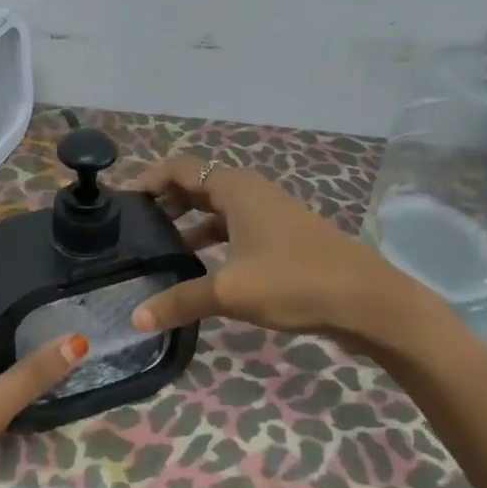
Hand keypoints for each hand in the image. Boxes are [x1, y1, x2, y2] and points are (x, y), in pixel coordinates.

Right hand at [127, 155, 422, 345]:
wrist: (365, 300)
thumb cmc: (294, 281)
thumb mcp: (230, 291)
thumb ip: (179, 301)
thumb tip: (135, 319)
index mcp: (235, 188)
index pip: (180, 168)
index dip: (148, 181)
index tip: (120, 205)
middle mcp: (250, 193)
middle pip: (196, 187)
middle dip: (163, 204)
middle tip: (130, 230)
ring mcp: (268, 216)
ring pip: (215, 212)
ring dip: (186, 226)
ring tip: (155, 252)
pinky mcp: (279, 240)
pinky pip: (233, 231)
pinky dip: (210, 243)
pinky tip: (196, 270)